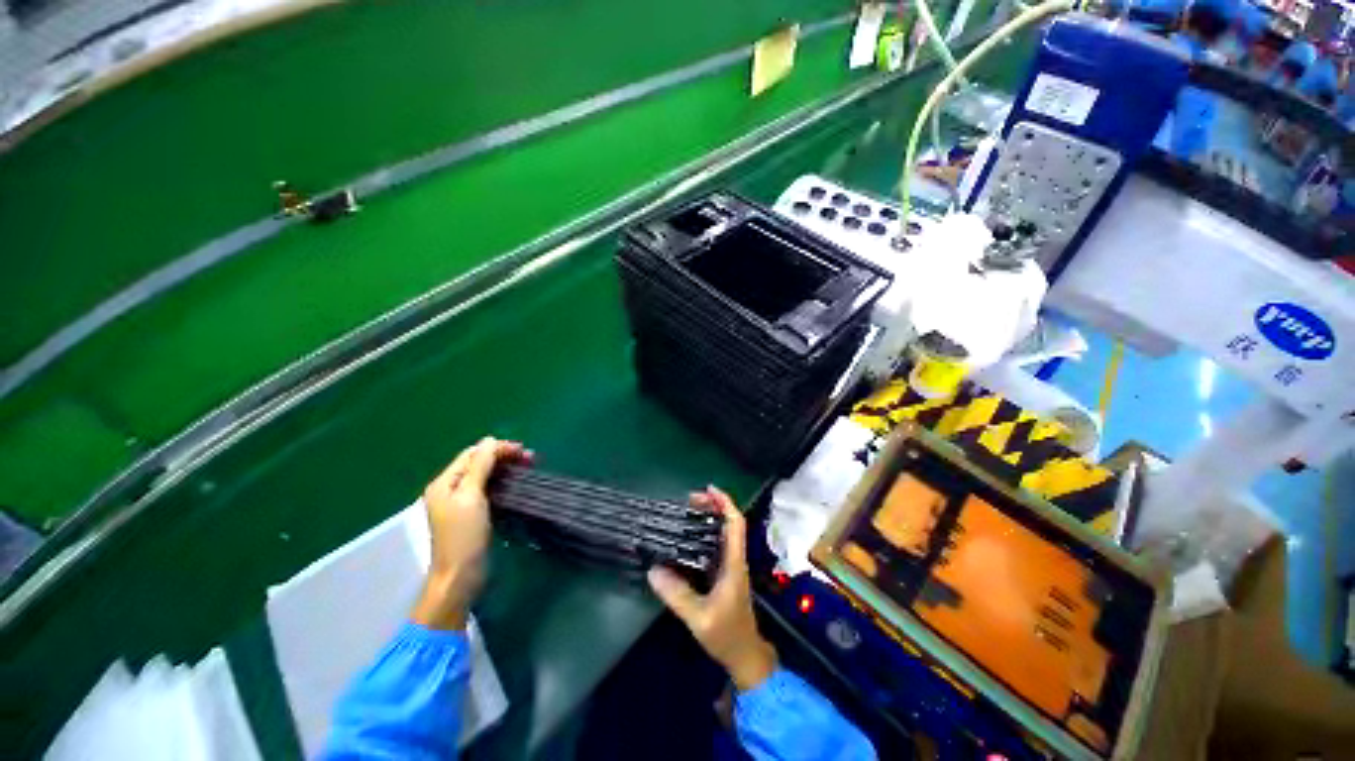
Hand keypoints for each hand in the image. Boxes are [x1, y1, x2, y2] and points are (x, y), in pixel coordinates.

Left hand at [412, 437, 531, 630]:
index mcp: (444, 482)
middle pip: (479, 463)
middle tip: (531, 459)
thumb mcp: (471, 496)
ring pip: (486, 475)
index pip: (472, 454)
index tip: (523, 451)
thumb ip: (480, 466)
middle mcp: (450, 489)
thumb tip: (490, 440)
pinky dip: (504, 482)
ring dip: (506, 468)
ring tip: (528, 468)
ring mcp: (461, 502)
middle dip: (504, 457)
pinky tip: (517, 483)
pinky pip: (489, 488)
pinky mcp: (473, 513)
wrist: (461, 576)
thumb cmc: (464, 535)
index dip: (497, 448)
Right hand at [647, 486, 777, 690]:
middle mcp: (734, 559)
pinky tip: (688, 536)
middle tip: (689, 500)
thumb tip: (653, 570)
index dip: (725, 503)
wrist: (745, 656)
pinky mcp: (723, 574)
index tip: (708, 489)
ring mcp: (730, 567)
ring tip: (687, 510)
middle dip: (713, 506)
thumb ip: (677, 595)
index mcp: (734, 564)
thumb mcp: (699, 618)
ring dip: (709, 518)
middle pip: (729, 523)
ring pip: (722, 533)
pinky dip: (704, 533)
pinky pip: (715, 545)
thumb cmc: (727, 636)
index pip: (735, 525)